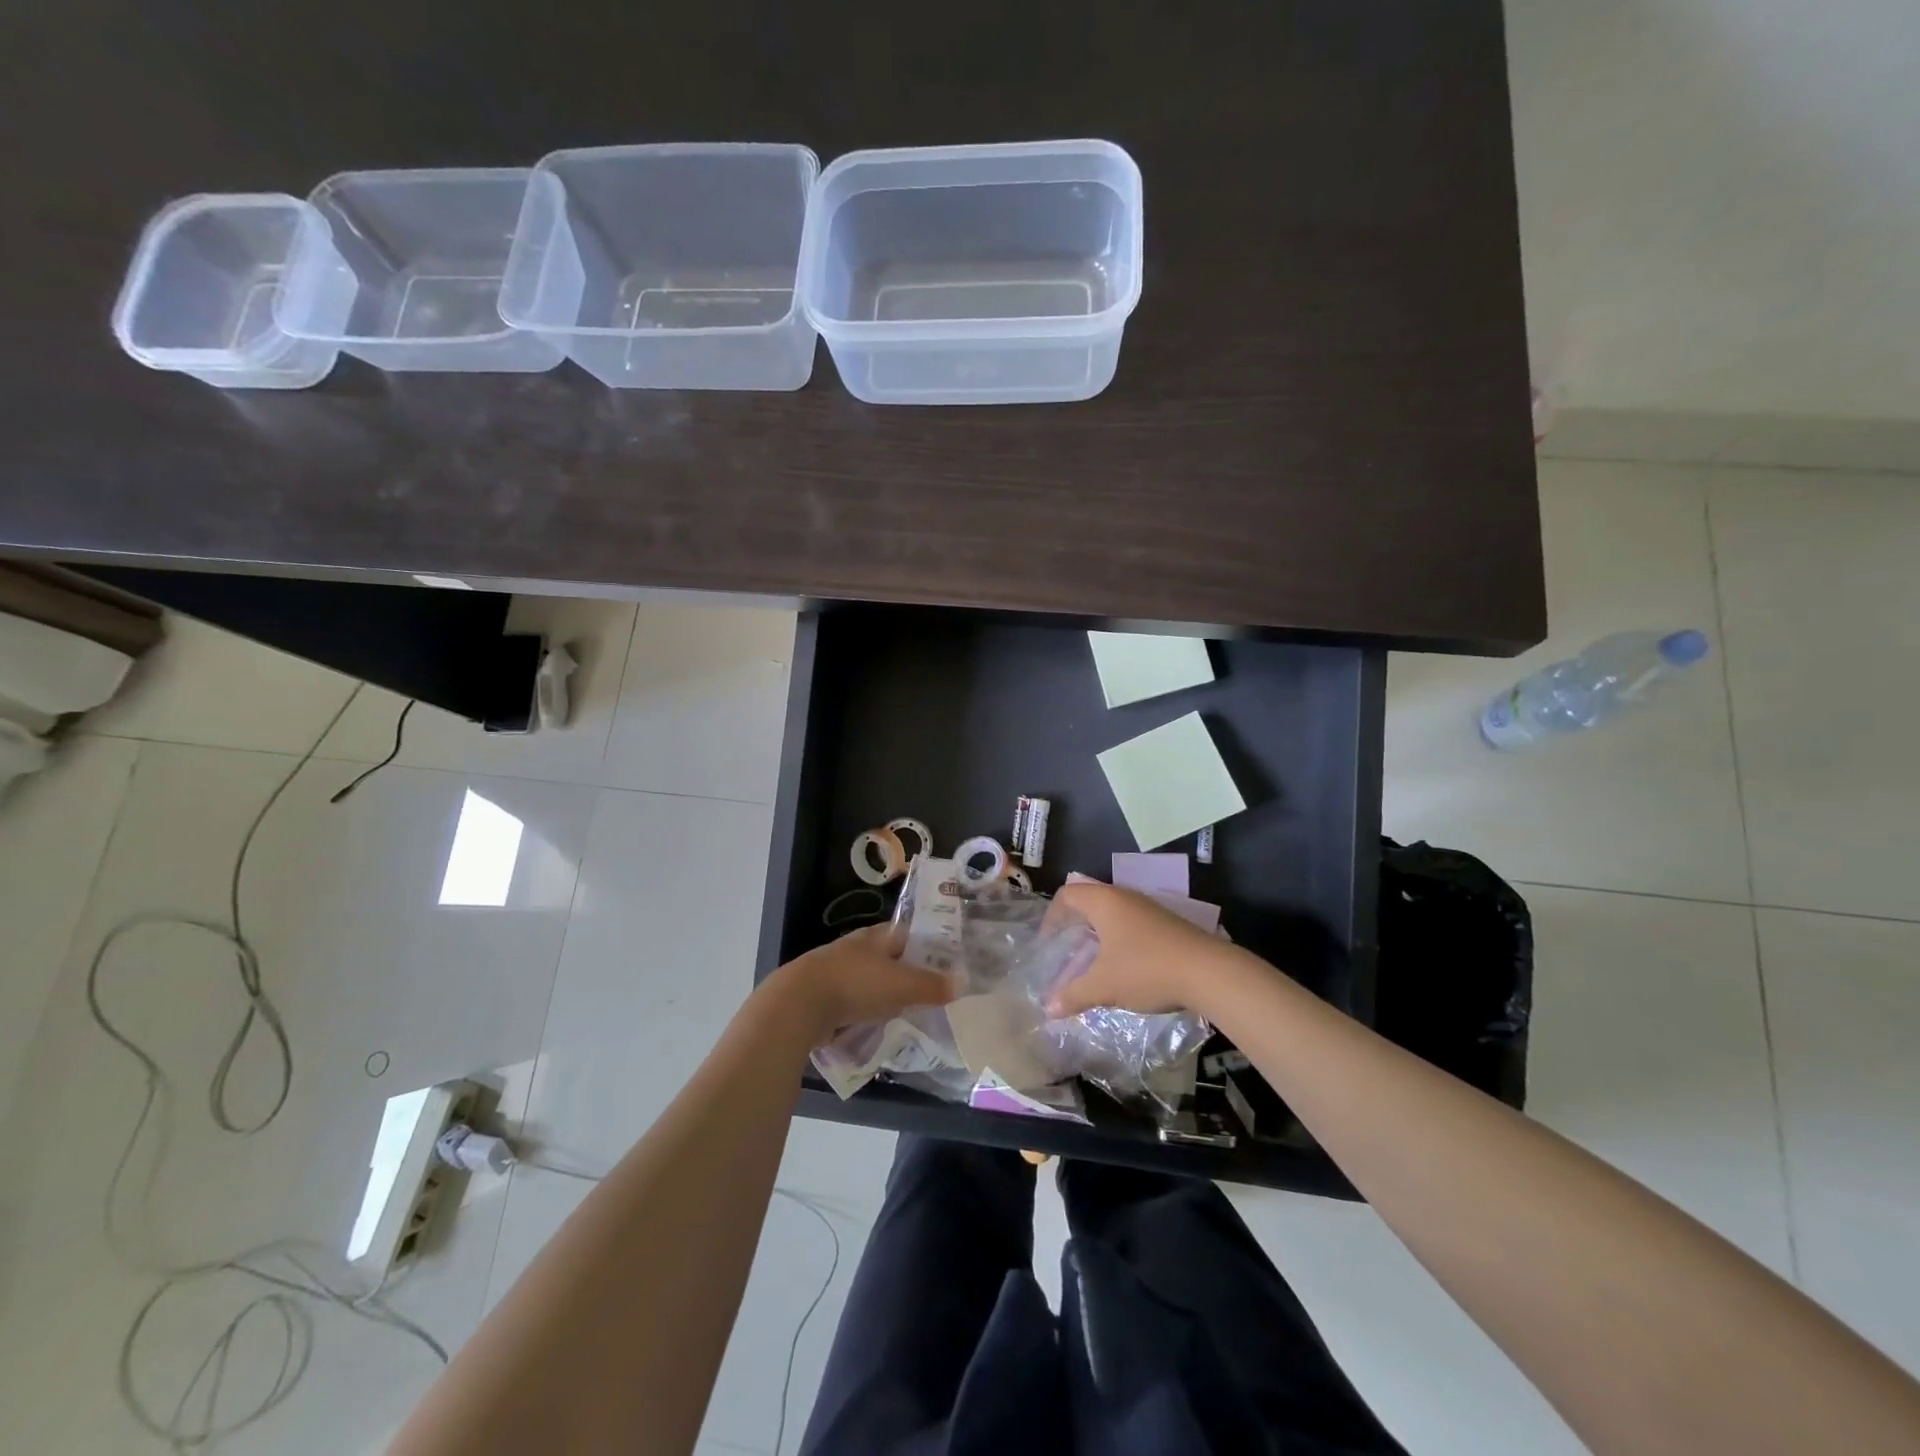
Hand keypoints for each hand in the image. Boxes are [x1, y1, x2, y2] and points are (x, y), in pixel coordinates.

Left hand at [761, 925, 953, 1043]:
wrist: (798, 1005)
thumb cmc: (856, 985)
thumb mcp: (902, 985)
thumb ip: (932, 985)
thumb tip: (962, 983)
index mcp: (877, 935)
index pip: (910, 932)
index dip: (930, 943)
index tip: (950, 959)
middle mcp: (857, 947)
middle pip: (891, 956)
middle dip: (910, 970)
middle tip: (936, 989)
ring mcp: (838, 971)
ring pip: (872, 979)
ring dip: (888, 992)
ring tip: (912, 1008)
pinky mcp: (824, 996)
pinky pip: (856, 1001)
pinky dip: (869, 1009)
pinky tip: (879, 1023)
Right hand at [1047, 881, 1236, 1017]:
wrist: (1209, 972)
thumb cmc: (1146, 970)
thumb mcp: (1104, 986)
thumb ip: (1073, 995)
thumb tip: (1048, 1009)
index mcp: (1104, 901)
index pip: (1068, 894)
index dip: (1052, 915)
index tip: (1048, 941)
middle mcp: (1125, 897)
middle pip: (1090, 900)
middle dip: (1075, 924)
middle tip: (1066, 949)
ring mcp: (1149, 909)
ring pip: (1113, 913)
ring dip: (1099, 933)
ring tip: (1093, 960)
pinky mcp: (1167, 924)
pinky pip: (1132, 924)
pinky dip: (1119, 939)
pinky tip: (1124, 966)